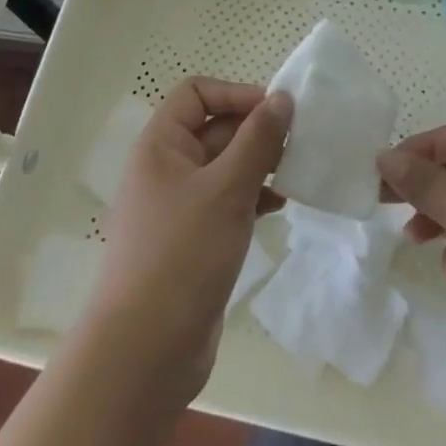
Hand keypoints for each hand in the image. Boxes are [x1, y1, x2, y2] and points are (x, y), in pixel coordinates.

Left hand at [87, 77, 290, 408]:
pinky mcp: (194, 239)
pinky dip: (254, 196)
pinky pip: (227, 201)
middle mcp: (167, 168)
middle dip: (256, 131)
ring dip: (260, 164)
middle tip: (300, 144)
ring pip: (225, 166)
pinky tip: (281, 206)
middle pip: (215, 128)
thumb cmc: (182, 255)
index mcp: (161, 145)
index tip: (277, 113)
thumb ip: (257, 140)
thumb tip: (282, 97)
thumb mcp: (226, 190)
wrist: (145, 352)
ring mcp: (179, 206)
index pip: (197, 93)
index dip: (236, 94)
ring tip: (297, 173)